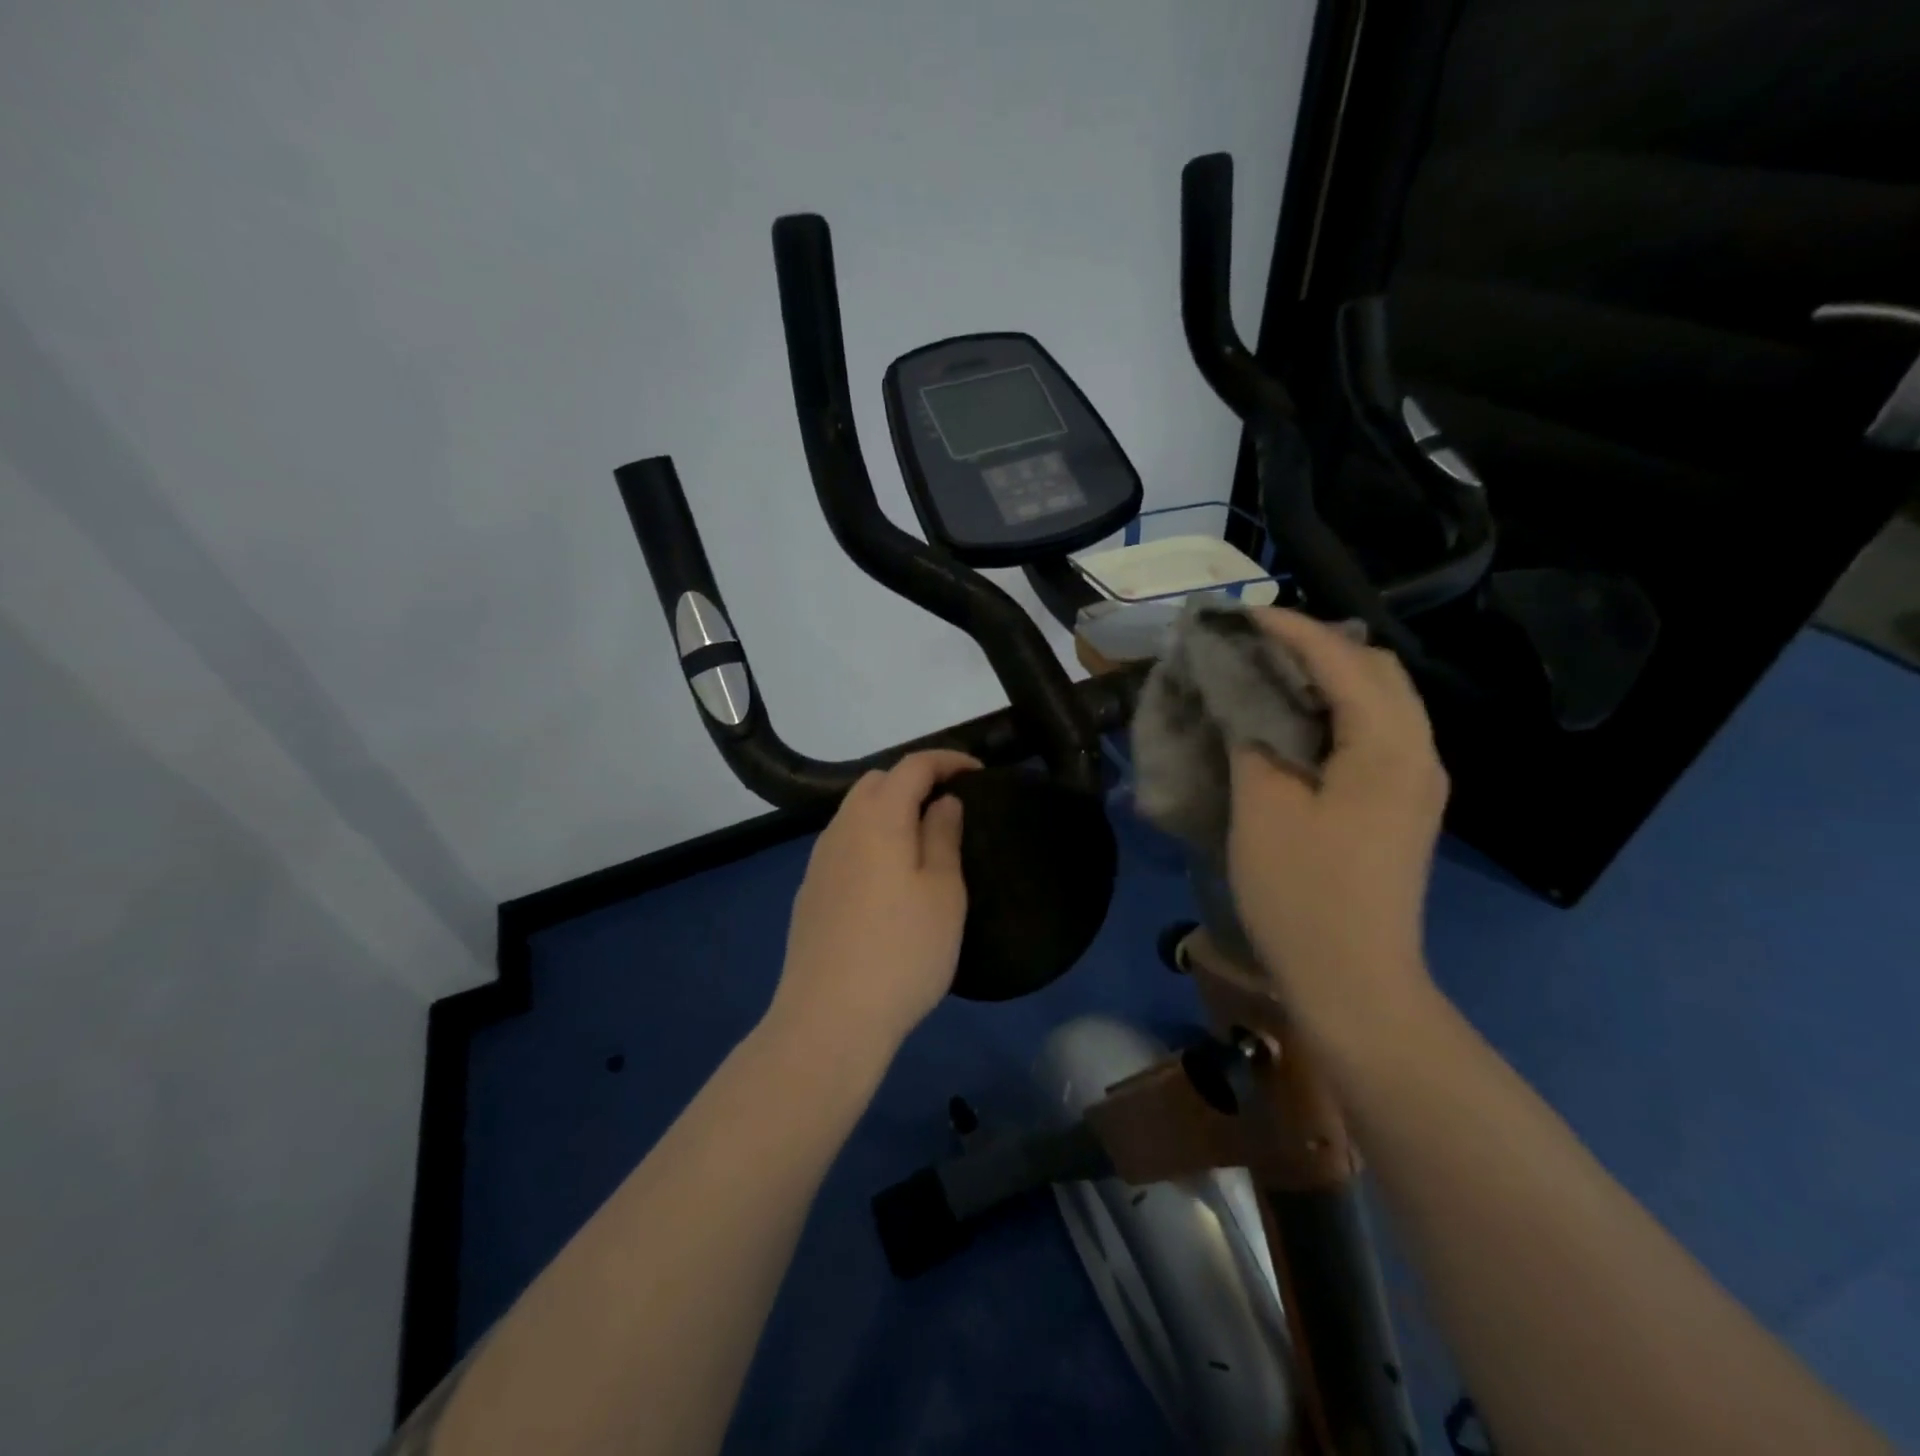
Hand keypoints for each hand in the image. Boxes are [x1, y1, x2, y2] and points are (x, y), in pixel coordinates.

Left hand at [769, 750, 977, 1064]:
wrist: (829, 1018)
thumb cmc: (902, 951)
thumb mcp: (942, 892)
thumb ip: (943, 836)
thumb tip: (942, 802)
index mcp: (877, 819)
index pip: (912, 766)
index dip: (947, 760)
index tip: (978, 774)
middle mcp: (841, 829)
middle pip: (876, 783)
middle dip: (914, 782)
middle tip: (949, 808)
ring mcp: (819, 861)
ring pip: (855, 813)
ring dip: (890, 812)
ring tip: (922, 843)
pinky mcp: (809, 892)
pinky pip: (844, 845)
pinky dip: (871, 841)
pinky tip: (888, 880)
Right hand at [1226, 609, 1446, 1038]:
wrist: (1355, 982)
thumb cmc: (1303, 894)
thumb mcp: (1262, 808)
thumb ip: (1253, 735)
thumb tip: (1242, 692)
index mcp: (1387, 747)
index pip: (1342, 660)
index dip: (1289, 630)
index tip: (1237, 616)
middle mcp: (1417, 753)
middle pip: (1375, 670)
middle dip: (1315, 645)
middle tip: (1252, 645)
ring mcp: (1416, 782)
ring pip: (1378, 701)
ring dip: (1325, 677)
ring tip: (1266, 675)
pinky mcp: (1402, 806)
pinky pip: (1373, 732)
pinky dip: (1333, 711)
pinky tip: (1292, 724)